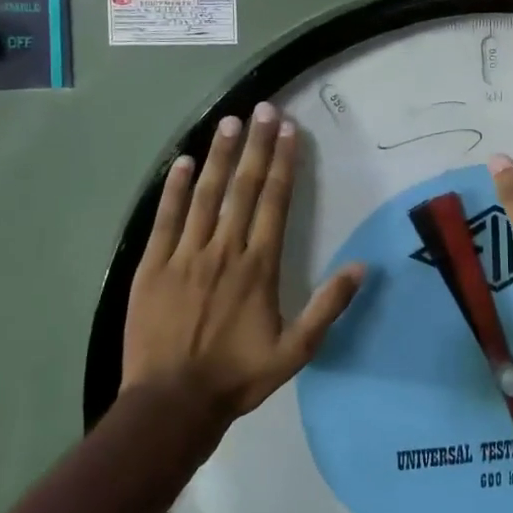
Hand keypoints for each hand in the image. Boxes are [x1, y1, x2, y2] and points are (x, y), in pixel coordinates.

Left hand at [123, 104, 364, 419]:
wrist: (171, 403)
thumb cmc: (237, 375)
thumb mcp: (296, 351)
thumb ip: (327, 307)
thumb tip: (361, 267)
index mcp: (259, 266)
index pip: (274, 202)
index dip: (282, 163)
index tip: (288, 131)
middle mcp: (224, 250)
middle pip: (242, 188)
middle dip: (255, 145)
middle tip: (263, 109)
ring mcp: (184, 255)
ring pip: (205, 195)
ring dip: (219, 155)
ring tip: (229, 121)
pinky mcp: (152, 266)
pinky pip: (165, 218)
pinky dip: (174, 188)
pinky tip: (183, 162)